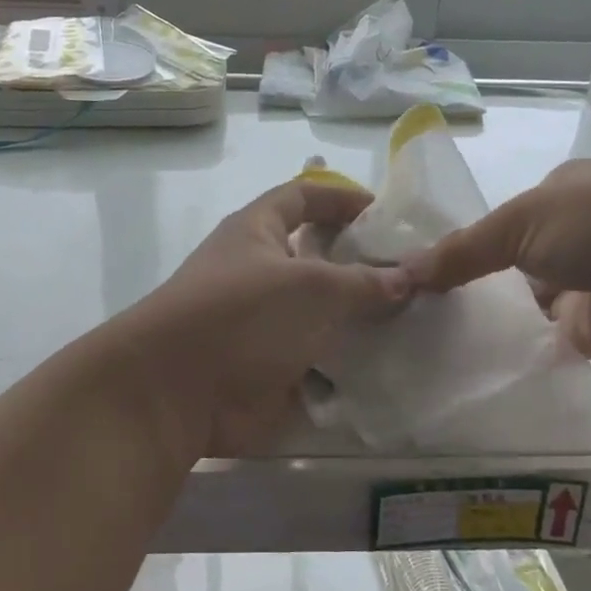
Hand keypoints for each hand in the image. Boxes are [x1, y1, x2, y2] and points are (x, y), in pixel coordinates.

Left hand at [116, 179, 410, 461]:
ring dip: (359, 320)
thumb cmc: (242, 316)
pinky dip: (347, 366)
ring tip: (415, 321)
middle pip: (316, 259)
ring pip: (320, 315)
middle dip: (361, 265)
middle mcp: (258, 272)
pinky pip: (316, 361)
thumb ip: (363, 282)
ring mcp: (262, 325)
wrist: (175, 393)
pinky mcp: (267, 369)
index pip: (303, 196)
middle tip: (414, 275)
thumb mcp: (311, 287)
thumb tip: (406, 277)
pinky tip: (389, 368)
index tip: (387, 212)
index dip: (342, 198)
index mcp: (257, 232)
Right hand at [401, 160, 590, 360]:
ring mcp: (580, 284)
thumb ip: (462, 249)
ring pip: (518, 301)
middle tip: (411, 304)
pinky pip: (536, 336)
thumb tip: (401, 270)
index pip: (500, 219)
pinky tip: (461, 355)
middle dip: (468, 281)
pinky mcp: (587, 328)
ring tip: (425, 332)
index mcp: (560, 194)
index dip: (462, 240)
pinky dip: (507, 344)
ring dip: (486, 315)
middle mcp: (571, 236)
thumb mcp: (520, 221)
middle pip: (506, 261)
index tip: (417, 266)